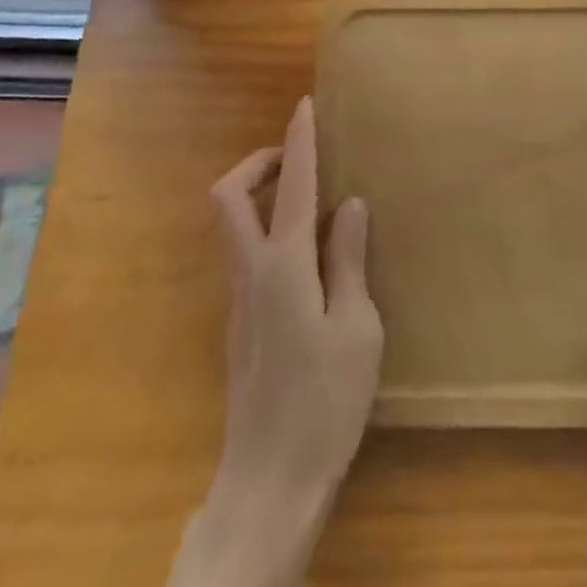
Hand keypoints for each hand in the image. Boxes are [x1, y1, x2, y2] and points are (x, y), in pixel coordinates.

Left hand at [149, 98, 382, 586]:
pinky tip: (303, 251)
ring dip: (259, 193)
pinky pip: (243, 251)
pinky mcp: (238, 321)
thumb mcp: (357, 327)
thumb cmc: (325, 403)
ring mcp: (237, 297)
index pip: (291, 185)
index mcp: (285, 266)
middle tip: (296, 154)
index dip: (298, 141)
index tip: (304, 105)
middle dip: (257, 162)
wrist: (269, 481)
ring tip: (306, 193)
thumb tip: (349, 204)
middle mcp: (251, 271)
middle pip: (229, 195)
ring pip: (231, 223)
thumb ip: (349, 259)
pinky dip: (264, 227)